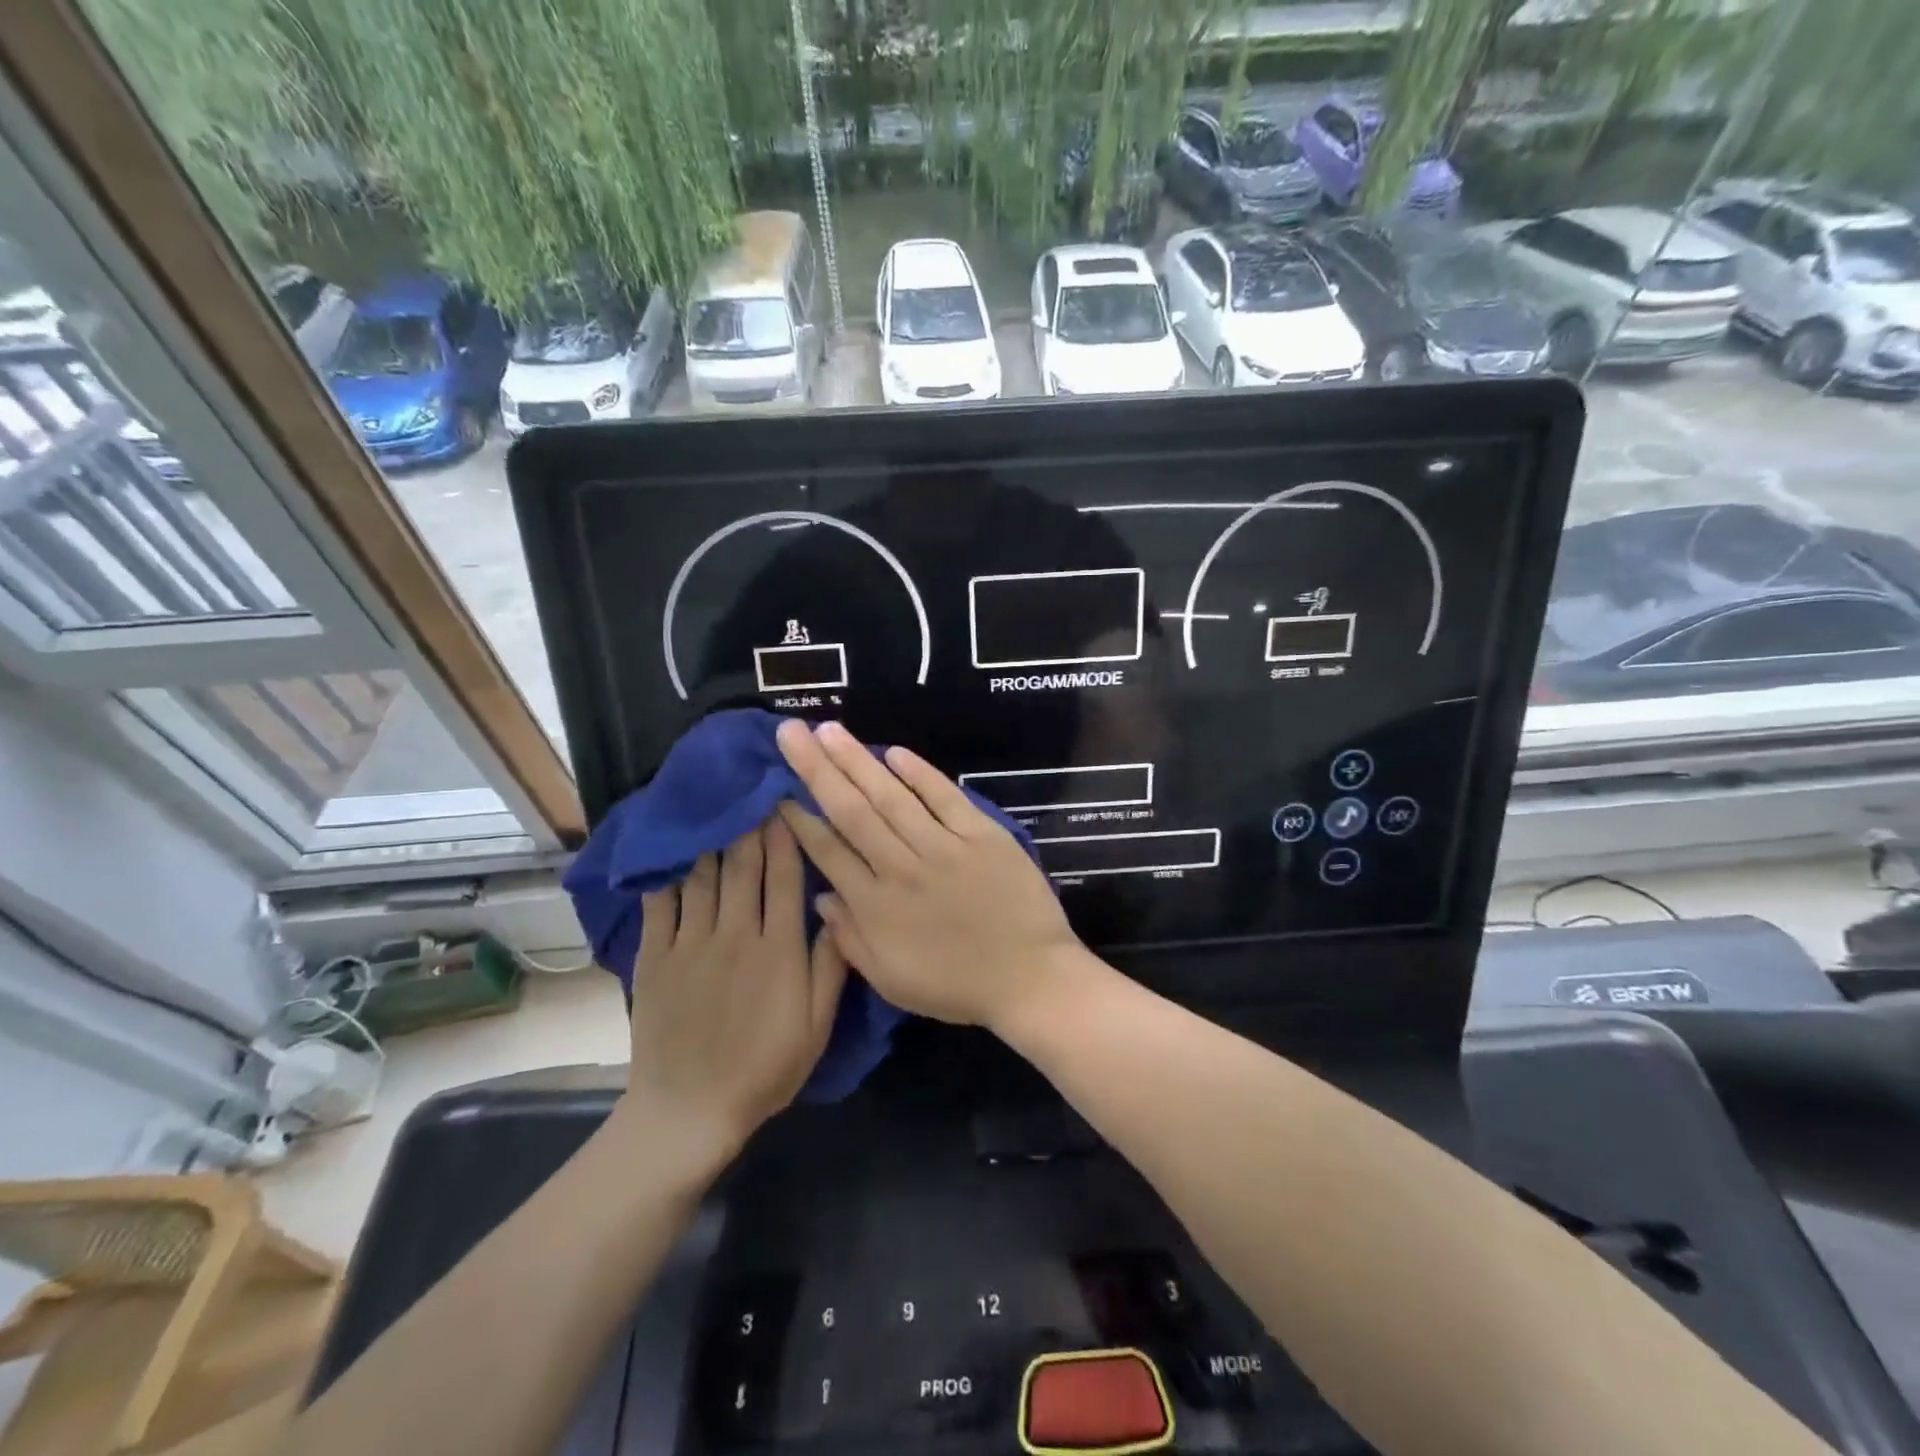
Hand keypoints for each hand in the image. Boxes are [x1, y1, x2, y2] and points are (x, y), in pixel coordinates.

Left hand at [620, 819, 845, 1158]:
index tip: (786, 801)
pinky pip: (661, 903)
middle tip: (752, 789)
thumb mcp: (816, 1026)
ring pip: (704, 876)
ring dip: (713, 838)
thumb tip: (837, 909)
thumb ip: (830, 965)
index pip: (785, 877)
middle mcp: (736, 933)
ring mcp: (692, 943)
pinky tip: (673, 849)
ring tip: (717, 806)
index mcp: (779, 948)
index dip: (787, 836)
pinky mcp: (657, 956)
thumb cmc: (765, 1069)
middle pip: (744, 865)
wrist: (690, 1110)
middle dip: (750, 823)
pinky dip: (668, 873)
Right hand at [775, 719, 1079, 1030]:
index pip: (829, 851)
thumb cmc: (957, 986)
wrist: (1030, 978)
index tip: (779, 789)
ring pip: (892, 797)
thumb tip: (820, 897)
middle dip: (817, 769)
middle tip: (792, 731)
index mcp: (876, 906)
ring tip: (830, 730)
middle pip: (852, 811)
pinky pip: (945, 798)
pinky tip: (895, 752)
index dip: (800, 819)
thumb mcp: (891, 981)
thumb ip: (851, 939)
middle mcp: (902, 868)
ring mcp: (944, 847)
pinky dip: (920, 774)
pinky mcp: (981, 835)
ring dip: (858, 761)